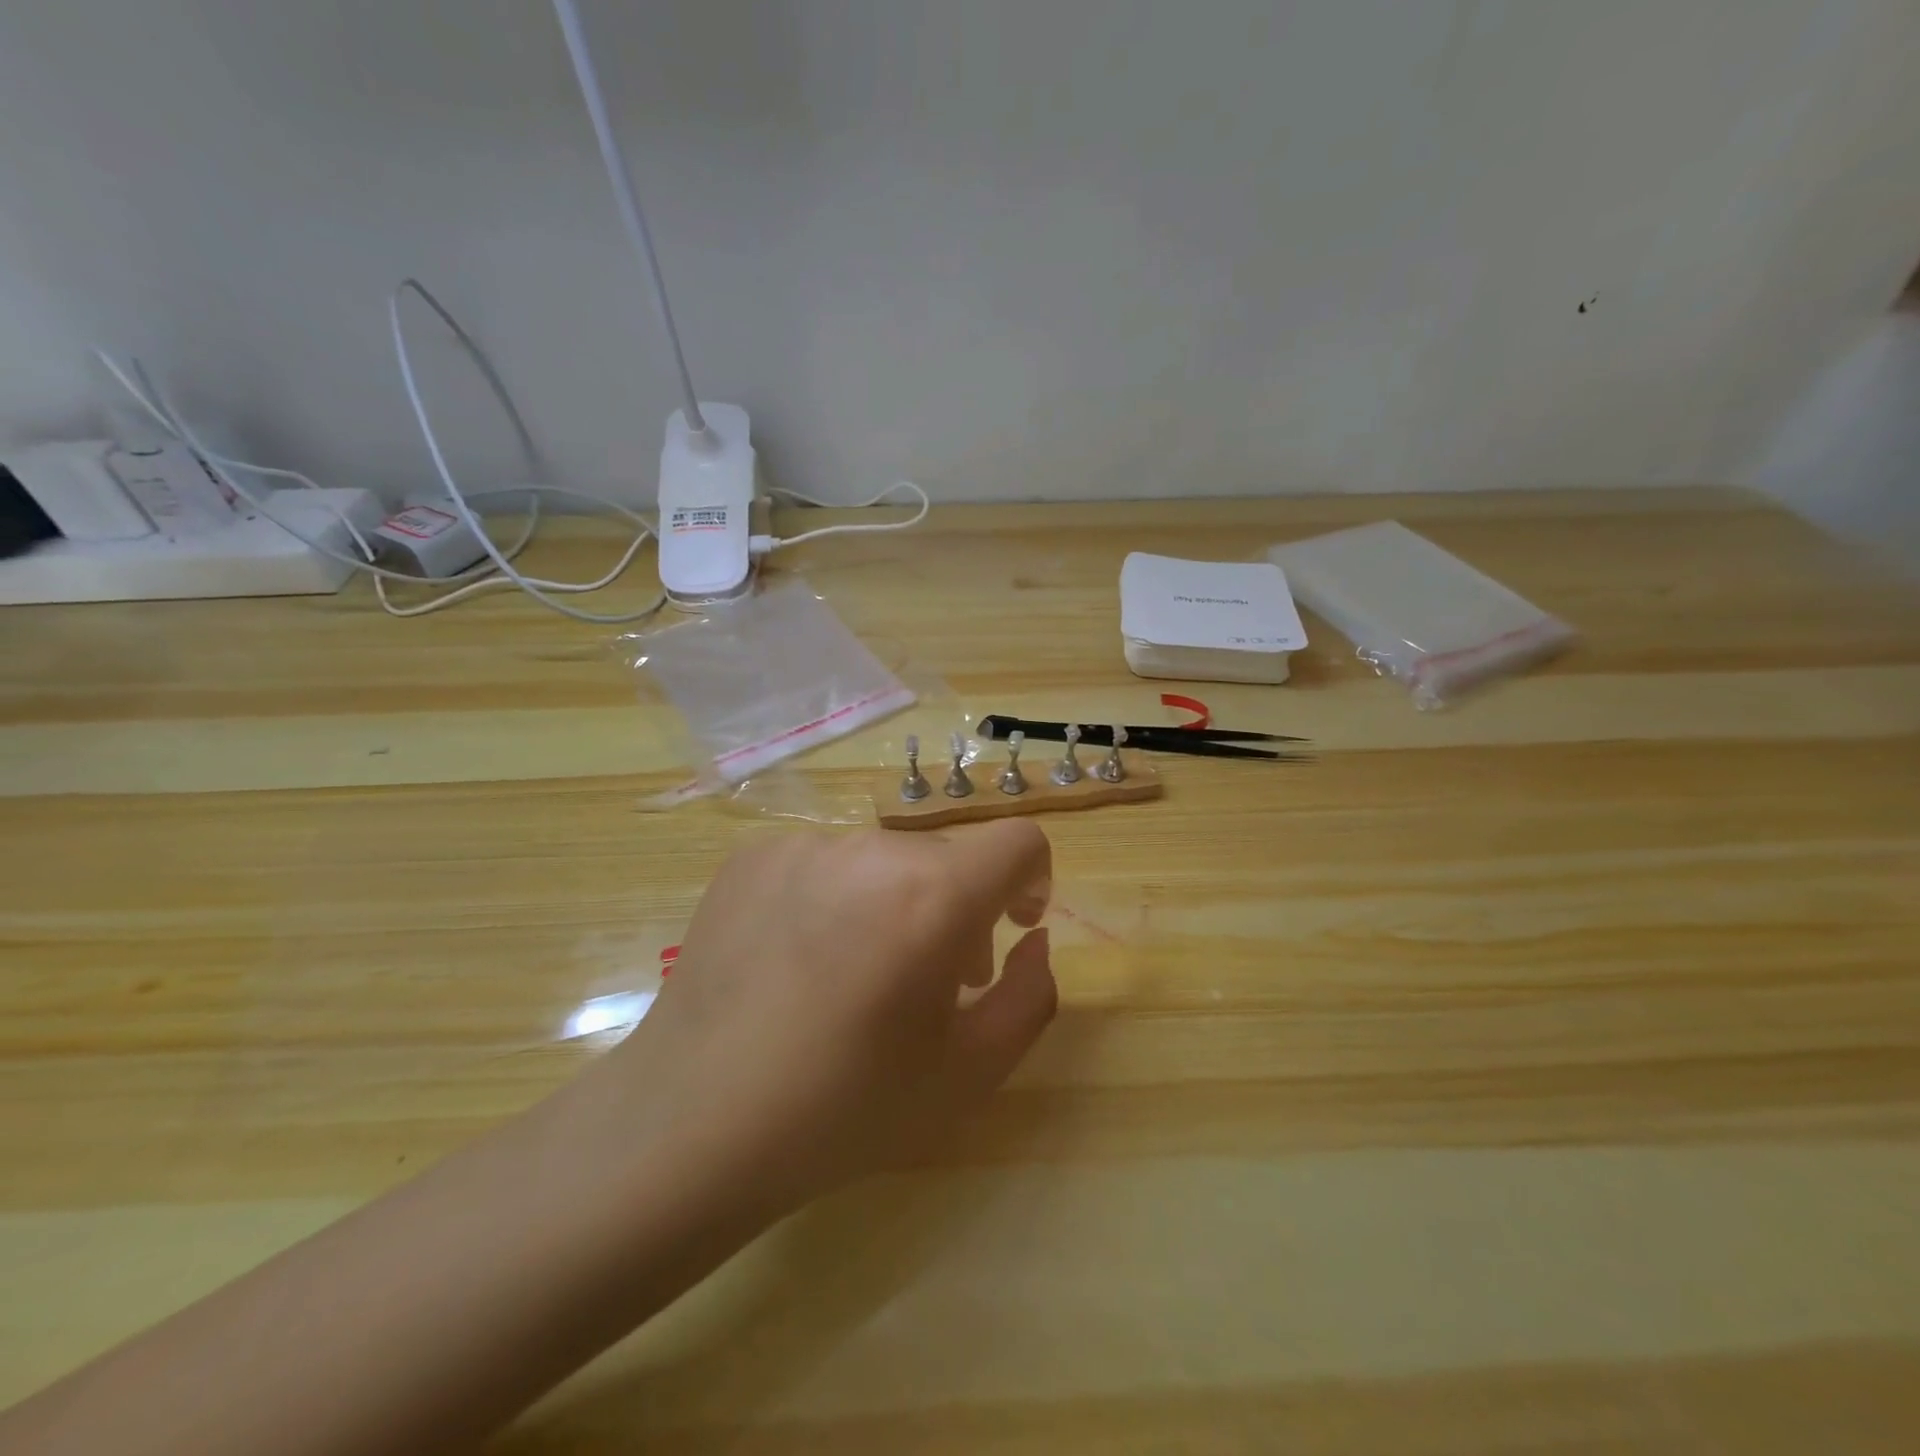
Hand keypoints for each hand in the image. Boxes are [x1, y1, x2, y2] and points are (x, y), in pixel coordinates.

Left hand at [606, 821, 1056, 1213]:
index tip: (1012, 928)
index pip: (1018, 841)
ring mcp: (804, 845)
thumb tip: (1033, 939)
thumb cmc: (845, 1107)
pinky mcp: (753, 855)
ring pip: (884, 860)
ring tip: (858, 977)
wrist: (691, 1122)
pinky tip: (798, 964)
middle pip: (946, 857)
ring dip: (896, 904)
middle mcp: (871, 849)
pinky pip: (824, 862)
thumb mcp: (970, 1071)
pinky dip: (836, 899)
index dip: (1032, 880)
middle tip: (931, 983)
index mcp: (934, 895)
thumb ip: (1031, 995)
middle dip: (959, 909)